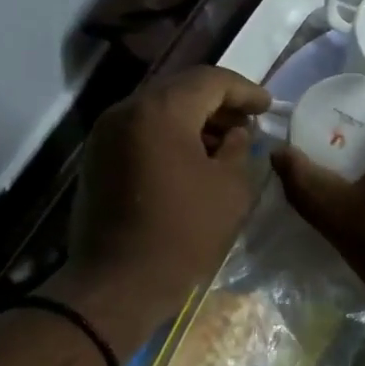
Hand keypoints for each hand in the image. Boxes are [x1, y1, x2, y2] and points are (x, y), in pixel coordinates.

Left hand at [49, 65, 270, 346]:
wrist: (117, 285)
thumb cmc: (182, 236)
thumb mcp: (229, 191)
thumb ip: (239, 150)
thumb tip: (235, 134)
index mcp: (160, 111)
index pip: (209, 80)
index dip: (244, 90)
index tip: (267, 106)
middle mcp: (125, 111)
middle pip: (179, 90)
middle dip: (217, 103)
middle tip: (247, 122)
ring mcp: (104, 136)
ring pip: (156, 111)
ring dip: (192, 121)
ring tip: (224, 144)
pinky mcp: (96, 161)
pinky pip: (139, 134)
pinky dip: (168, 138)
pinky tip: (191, 161)